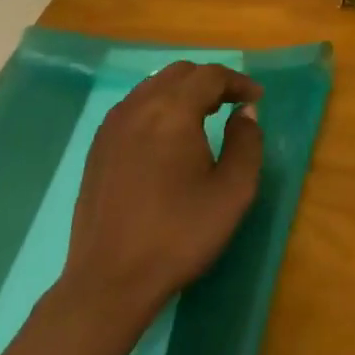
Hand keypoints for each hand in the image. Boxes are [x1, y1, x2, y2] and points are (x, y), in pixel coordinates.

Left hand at [62, 61, 263, 319]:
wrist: (110, 280)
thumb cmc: (179, 234)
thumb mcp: (232, 192)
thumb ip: (246, 143)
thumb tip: (245, 113)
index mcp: (173, 111)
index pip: (210, 76)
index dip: (237, 81)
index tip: (256, 98)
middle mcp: (139, 106)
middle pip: (179, 74)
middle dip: (210, 82)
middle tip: (232, 104)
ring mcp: (112, 125)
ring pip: (153, 87)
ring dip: (182, 92)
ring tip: (203, 117)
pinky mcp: (98, 147)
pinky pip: (133, 107)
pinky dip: (158, 107)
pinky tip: (167, 137)